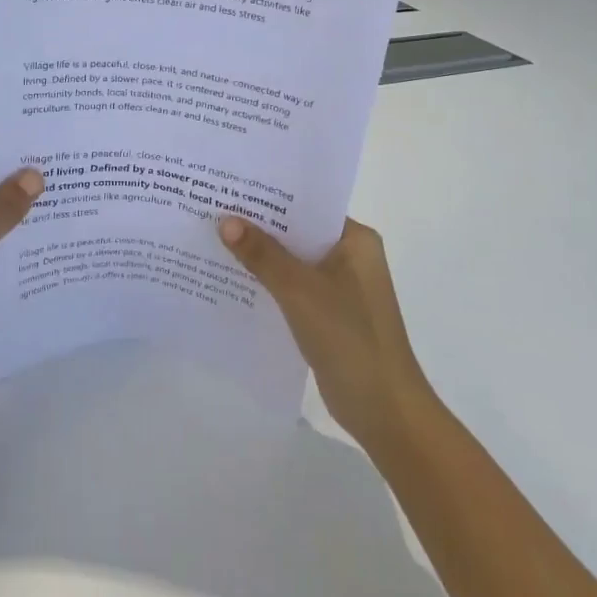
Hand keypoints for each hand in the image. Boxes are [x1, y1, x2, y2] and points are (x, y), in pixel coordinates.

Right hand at [218, 215, 434, 453]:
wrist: (385, 411)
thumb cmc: (349, 338)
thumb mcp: (300, 290)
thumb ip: (262, 254)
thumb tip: (225, 220)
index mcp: (355, 240)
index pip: (307, 205)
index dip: (270, 196)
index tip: (231, 185)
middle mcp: (351, 256)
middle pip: (297, 232)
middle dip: (259, 225)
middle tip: (212, 207)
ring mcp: (341, 287)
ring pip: (293, 261)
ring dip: (261, 255)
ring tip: (213, 237)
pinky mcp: (329, 314)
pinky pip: (293, 287)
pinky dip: (268, 282)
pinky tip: (232, 279)